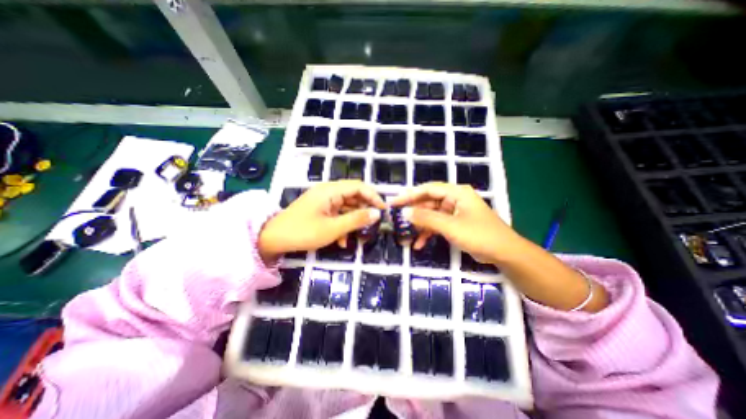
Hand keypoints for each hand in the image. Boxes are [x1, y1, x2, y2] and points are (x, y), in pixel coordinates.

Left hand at [258, 180, 384, 261]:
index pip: (359, 186)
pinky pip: (337, 214)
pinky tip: (342, 240)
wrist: (272, 239)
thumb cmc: (303, 232)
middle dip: (364, 210)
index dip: (373, 196)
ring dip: (353, 220)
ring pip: (347, 206)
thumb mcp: (333, 228)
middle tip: (373, 224)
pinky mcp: (320, 210)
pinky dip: (343, 224)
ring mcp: (324, 201)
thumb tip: (377, 213)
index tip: (383, 210)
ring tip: (359, 235)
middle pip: (354, 195)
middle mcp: (328, 192)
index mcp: (331, 191)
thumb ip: (356, 219)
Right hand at [393, 181, 519, 263]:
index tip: (394, 202)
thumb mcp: (450, 226)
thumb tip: (405, 212)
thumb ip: (427, 218)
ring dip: (419, 226)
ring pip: (431, 215)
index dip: (410, 195)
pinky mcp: (455, 224)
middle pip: (428, 202)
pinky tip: (419, 244)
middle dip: (413, 212)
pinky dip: (428, 233)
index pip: (428, 189)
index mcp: (456, 193)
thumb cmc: (479, 235)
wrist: (505, 253)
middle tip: (397, 219)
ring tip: (406, 236)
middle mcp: (454, 199)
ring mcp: (455, 212)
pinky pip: (437, 225)